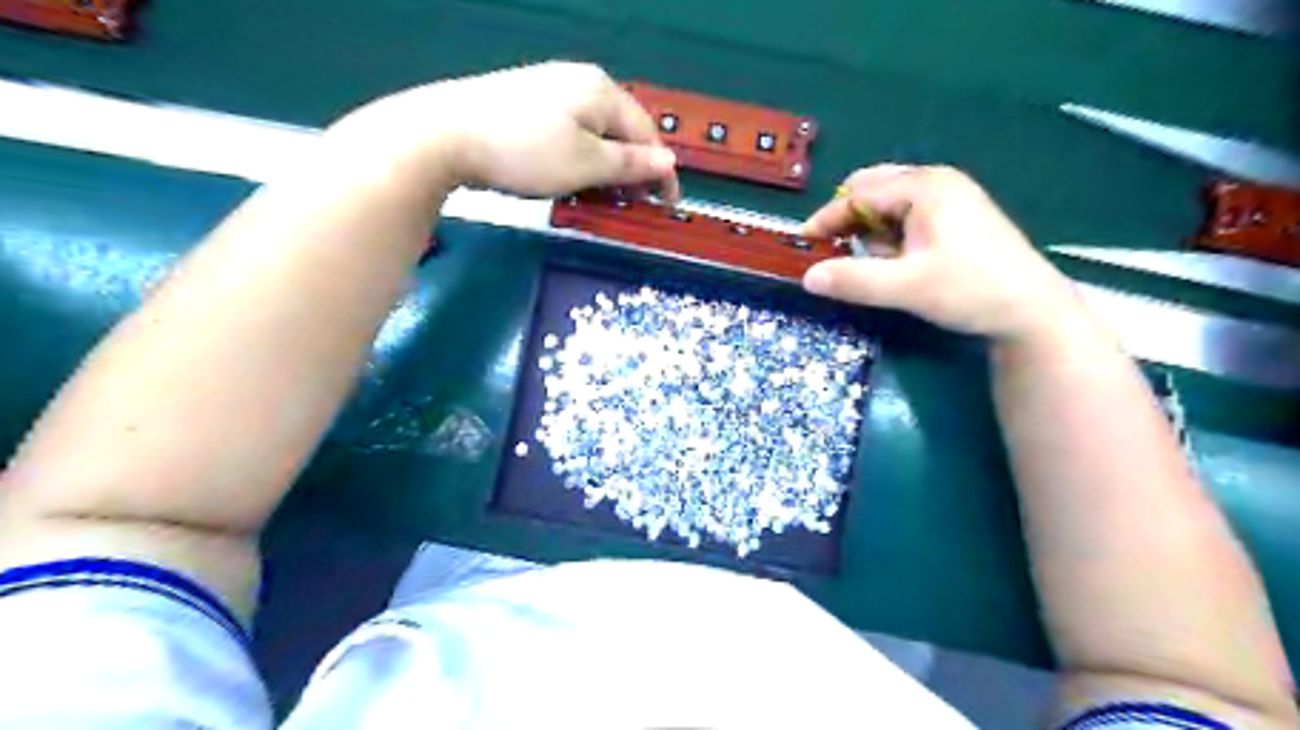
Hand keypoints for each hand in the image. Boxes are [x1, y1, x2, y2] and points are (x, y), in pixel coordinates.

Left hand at [329, 60, 681, 199]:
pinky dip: (579, 158)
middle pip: (620, 130)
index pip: (647, 133)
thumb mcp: (586, 164)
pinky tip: (568, 177)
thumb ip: (631, 164)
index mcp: (602, 91)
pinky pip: (569, 132)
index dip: (660, 171)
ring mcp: (549, 88)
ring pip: (594, 133)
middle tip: (631, 205)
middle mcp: (579, 81)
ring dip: (605, 167)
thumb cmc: (525, 152)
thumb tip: (669, 161)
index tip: (665, 205)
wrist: (445, 135)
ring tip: (600, 197)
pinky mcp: (525, 102)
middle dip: (631, 170)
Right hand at [803, 164, 1087, 342]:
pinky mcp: (957, 216)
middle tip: (839, 253)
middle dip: (850, 220)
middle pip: (873, 189)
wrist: (1032, 310)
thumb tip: (807, 278)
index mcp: (925, 187)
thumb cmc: (970, 290)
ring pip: (889, 204)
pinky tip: (901, 262)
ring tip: (878, 264)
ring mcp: (951, 197)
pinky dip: (892, 235)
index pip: (859, 194)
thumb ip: (854, 280)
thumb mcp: (906, 287)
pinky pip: (908, 216)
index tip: (803, 243)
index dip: (827, 218)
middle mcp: (937, 182)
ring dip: (872, 230)